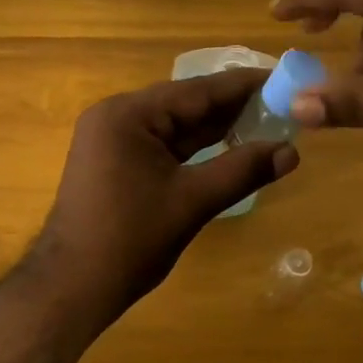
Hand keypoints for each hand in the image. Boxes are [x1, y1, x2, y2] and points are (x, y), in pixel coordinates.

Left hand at [27, 70, 300, 319]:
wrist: (72, 287)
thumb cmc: (130, 240)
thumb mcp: (191, 201)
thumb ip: (241, 171)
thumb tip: (291, 151)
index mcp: (128, 114)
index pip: (196, 90)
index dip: (241, 85)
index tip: (280, 75)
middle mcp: (117, 116)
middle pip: (184, 104)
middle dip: (231, 106)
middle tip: (281, 101)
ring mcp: (112, 139)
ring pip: (174, 125)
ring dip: (215, 127)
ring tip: (265, 119)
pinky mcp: (115, 162)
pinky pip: (162, 144)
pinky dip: (193, 147)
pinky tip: (228, 145)